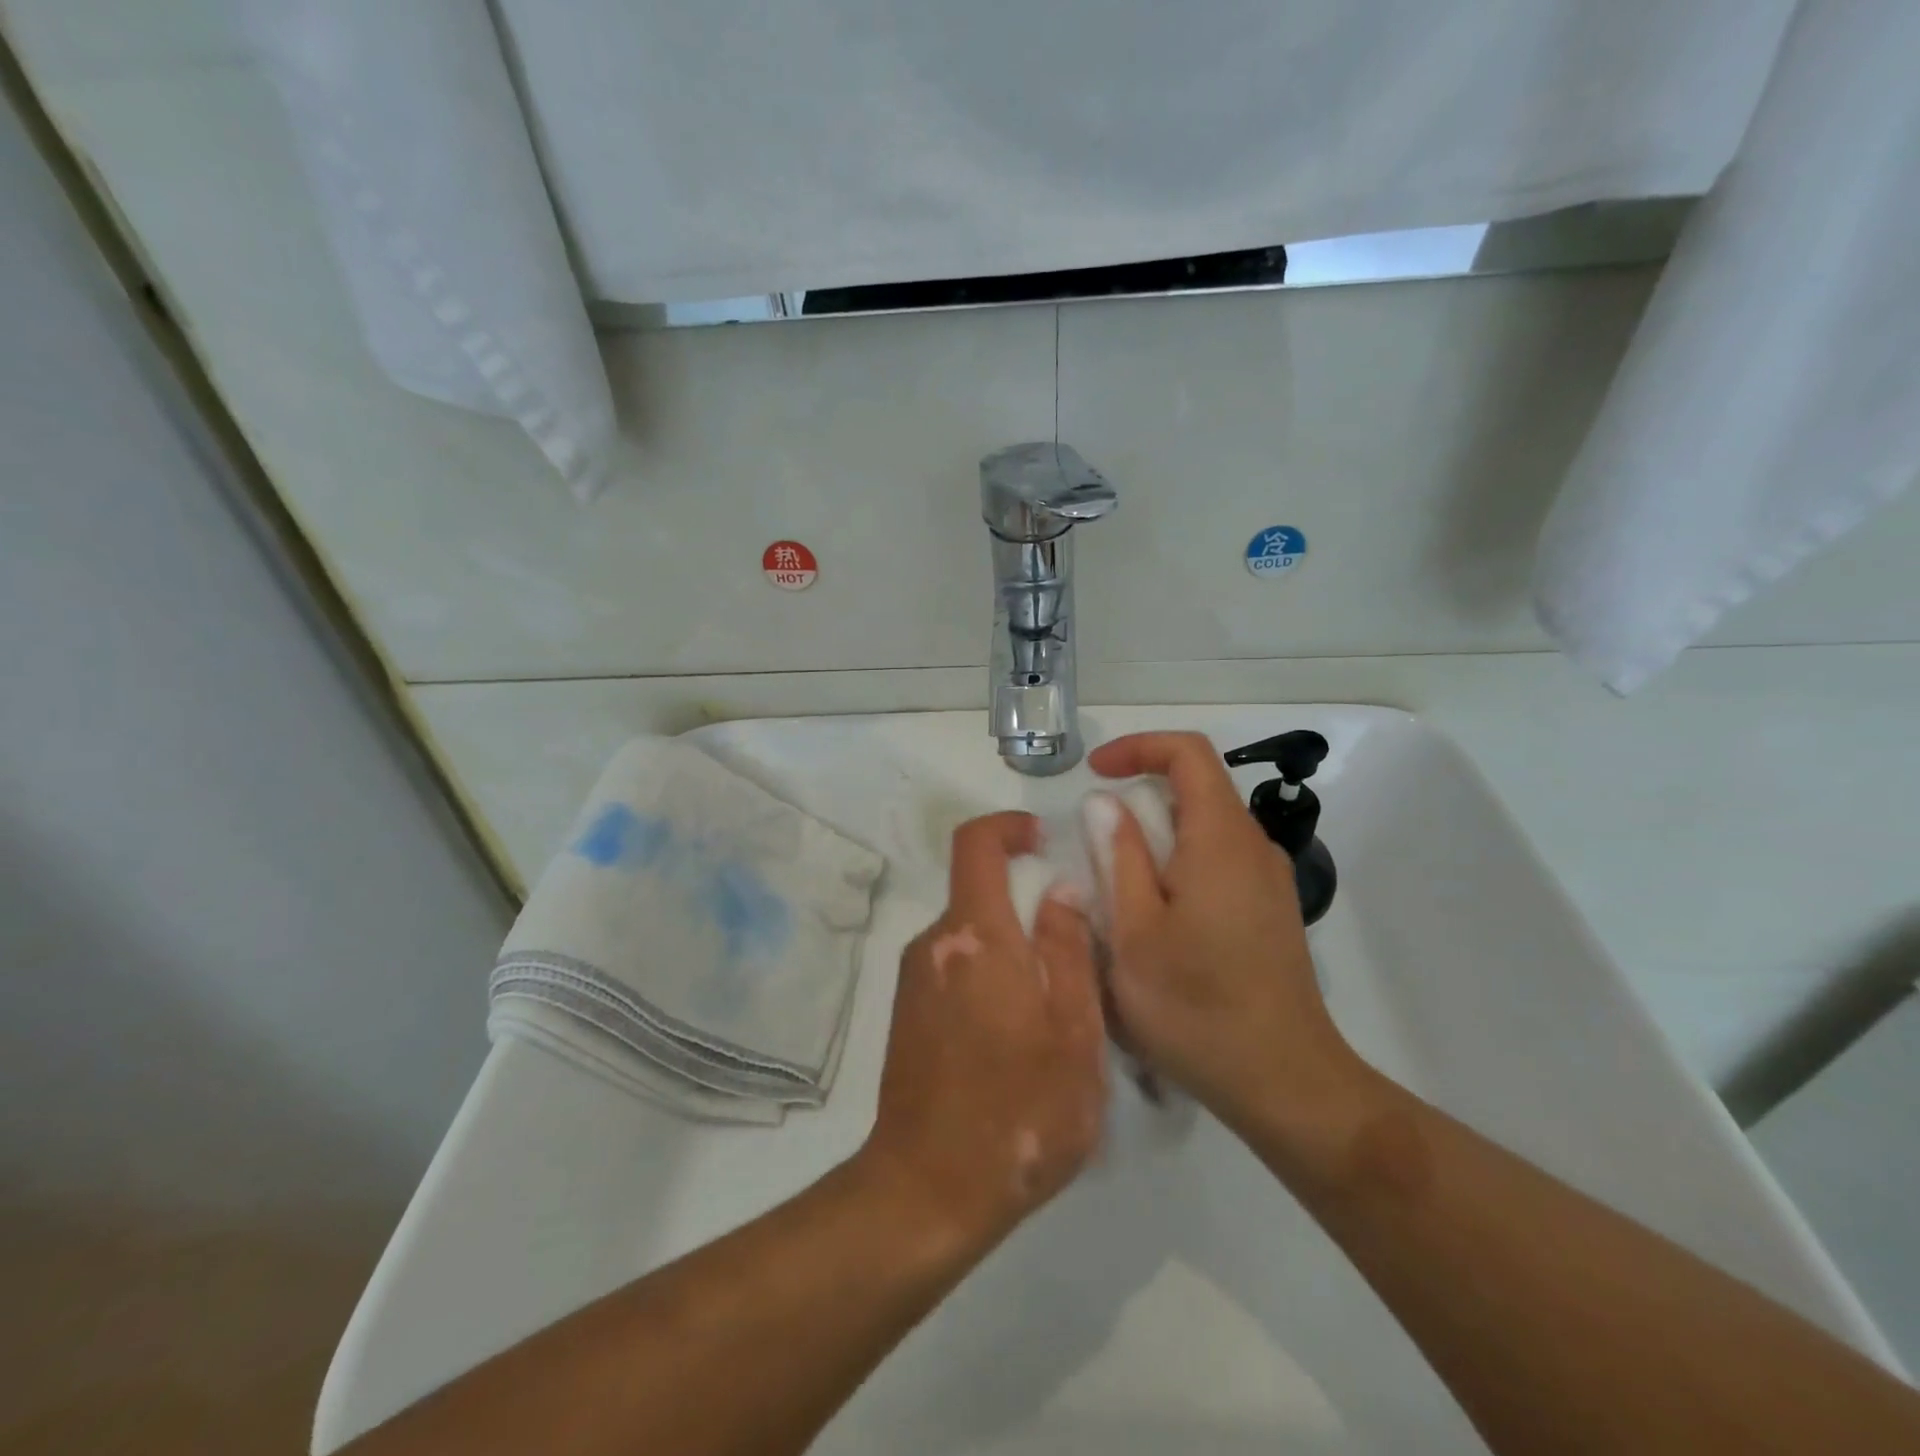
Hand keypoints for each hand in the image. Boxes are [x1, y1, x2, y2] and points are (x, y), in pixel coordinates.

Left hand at [862, 812, 1107, 1246]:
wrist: (928, 1190)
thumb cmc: (1019, 1110)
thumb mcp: (1072, 1031)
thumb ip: (1068, 949)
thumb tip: (1059, 889)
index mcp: (976, 936)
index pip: (976, 844)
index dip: (1008, 826)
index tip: (1042, 838)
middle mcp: (934, 944)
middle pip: (978, 892)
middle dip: (1025, 903)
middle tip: (1074, 949)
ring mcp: (914, 980)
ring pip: (971, 936)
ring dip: (1011, 948)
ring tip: (1053, 1007)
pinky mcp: (907, 1013)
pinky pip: (954, 967)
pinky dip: (988, 975)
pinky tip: (1016, 1036)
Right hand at [1089, 732, 1364, 1132]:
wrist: (1286, 1083)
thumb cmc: (1196, 1006)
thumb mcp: (1134, 932)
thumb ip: (1118, 857)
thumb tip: (1105, 802)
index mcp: (1221, 839)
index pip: (1188, 753)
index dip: (1139, 747)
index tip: (1094, 773)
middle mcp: (1254, 847)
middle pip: (1198, 788)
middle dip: (1140, 798)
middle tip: (1095, 844)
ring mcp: (1269, 880)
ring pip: (1207, 827)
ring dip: (1158, 836)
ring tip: (1119, 888)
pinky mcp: (1272, 910)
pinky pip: (1220, 860)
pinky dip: (1180, 863)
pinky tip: (1159, 918)